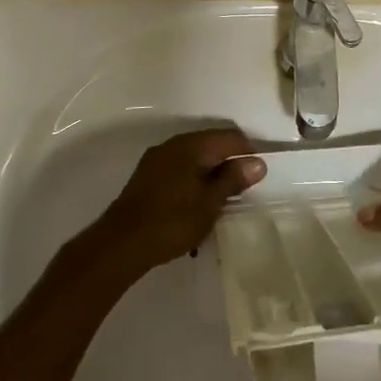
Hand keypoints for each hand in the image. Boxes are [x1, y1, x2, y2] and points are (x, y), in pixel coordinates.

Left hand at [83, 127, 265, 286]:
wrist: (120, 243)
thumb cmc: (171, 221)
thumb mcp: (210, 202)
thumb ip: (233, 179)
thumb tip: (257, 162)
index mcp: (191, 145)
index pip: (230, 136)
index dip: (249, 152)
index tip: (260, 176)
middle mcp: (173, 144)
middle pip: (211, 144)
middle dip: (230, 162)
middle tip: (244, 189)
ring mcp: (157, 159)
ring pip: (194, 157)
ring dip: (211, 172)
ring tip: (223, 199)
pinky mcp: (147, 176)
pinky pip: (179, 168)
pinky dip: (194, 179)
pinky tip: (198, 202)